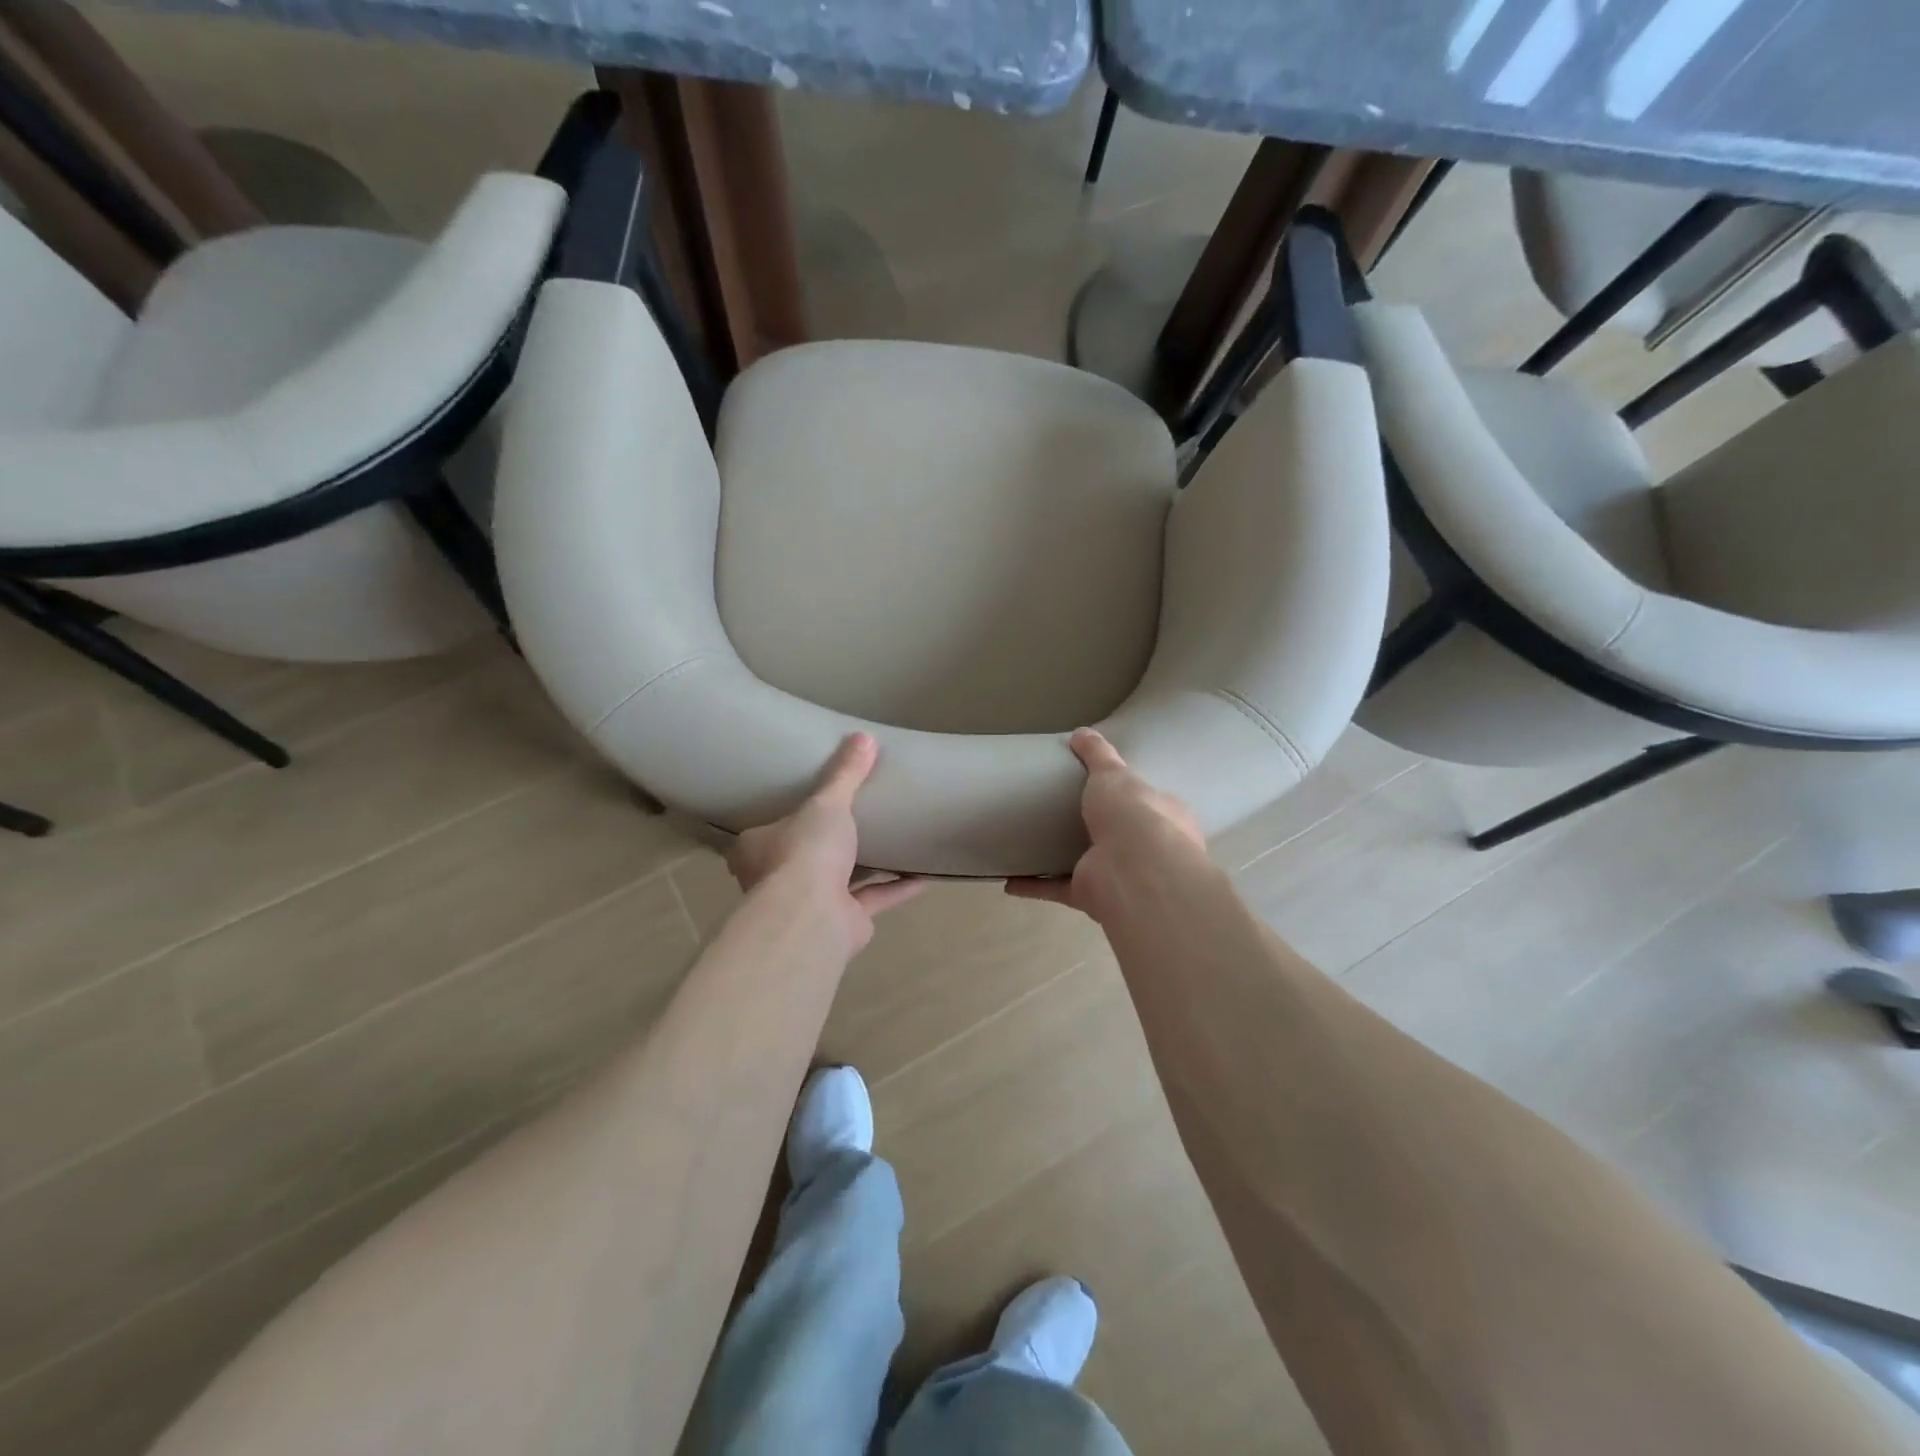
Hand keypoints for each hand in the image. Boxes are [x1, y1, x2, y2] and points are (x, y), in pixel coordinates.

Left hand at [728, 732, 926, 950]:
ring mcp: (810, 903)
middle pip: (803, 857)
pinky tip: (923, 875)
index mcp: (758, 848)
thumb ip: (845, 774)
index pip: (766, 831)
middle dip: (826, 845)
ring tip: (892, 843)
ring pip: (841, 880)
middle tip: (853, 821)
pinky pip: (873, 898)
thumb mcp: (827, 802)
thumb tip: (864, 736)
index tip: (807, 806)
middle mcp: (778, 878)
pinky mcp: (843, 921)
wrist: (813, 915)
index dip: (784, 819)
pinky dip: (897, 887)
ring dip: (867, 867)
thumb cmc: (805, 851)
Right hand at [1006, 728, 1206, 919]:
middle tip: (1065, 814)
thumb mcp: (1113, 773)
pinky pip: (1058, 889)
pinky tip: (1010, 881)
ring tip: (1033, 846)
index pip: (1151, 802)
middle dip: (1098, 830)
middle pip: (1120, 837)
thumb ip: (1097, 754)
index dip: (1133, 795)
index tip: (1105, 788)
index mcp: (1165, 816)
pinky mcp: (1091, 895)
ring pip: (1088, 865)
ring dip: (1062, 862)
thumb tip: (1081, 732)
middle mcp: (1147, 849)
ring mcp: (1119, 876)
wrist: (1134, 871)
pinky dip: (1034, 886)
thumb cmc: (1134, 814)